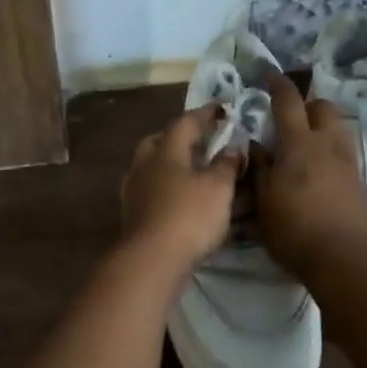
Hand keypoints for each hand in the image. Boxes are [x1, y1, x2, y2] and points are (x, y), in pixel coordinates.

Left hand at [120, 105, 242, 269]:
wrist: (151, 260)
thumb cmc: (189, 216)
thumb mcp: (219, 188)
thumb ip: (227, 164)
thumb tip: (233, 146)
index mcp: (165, 150)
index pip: (186, 122)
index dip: (206, 113)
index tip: (223, 107)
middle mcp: (145, 164)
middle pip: (160, 140)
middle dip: (181, 136)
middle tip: (201, 138)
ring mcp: (134, 189)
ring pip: (152, 165)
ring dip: (172, 162)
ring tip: (194, 169)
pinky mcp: (133, 213)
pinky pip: (151, 188)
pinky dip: (167, 185)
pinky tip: (180, 196)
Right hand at [254, 73, 366, 276]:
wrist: (343, 258)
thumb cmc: (293, 228)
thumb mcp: (263, 200)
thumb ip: (259, 168)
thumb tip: (256, 144)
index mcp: (299, 143)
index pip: (288, 101)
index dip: (278, 84)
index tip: (269, 75)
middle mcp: (327, 143)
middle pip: (322, 107)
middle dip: (307, 104)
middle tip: (289, 117)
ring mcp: (347, 161)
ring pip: (337, 127)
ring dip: (321, 126)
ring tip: (304, 143)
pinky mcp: (358, 180)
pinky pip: (343, 150)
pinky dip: (329, 148)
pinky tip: (317, 168)